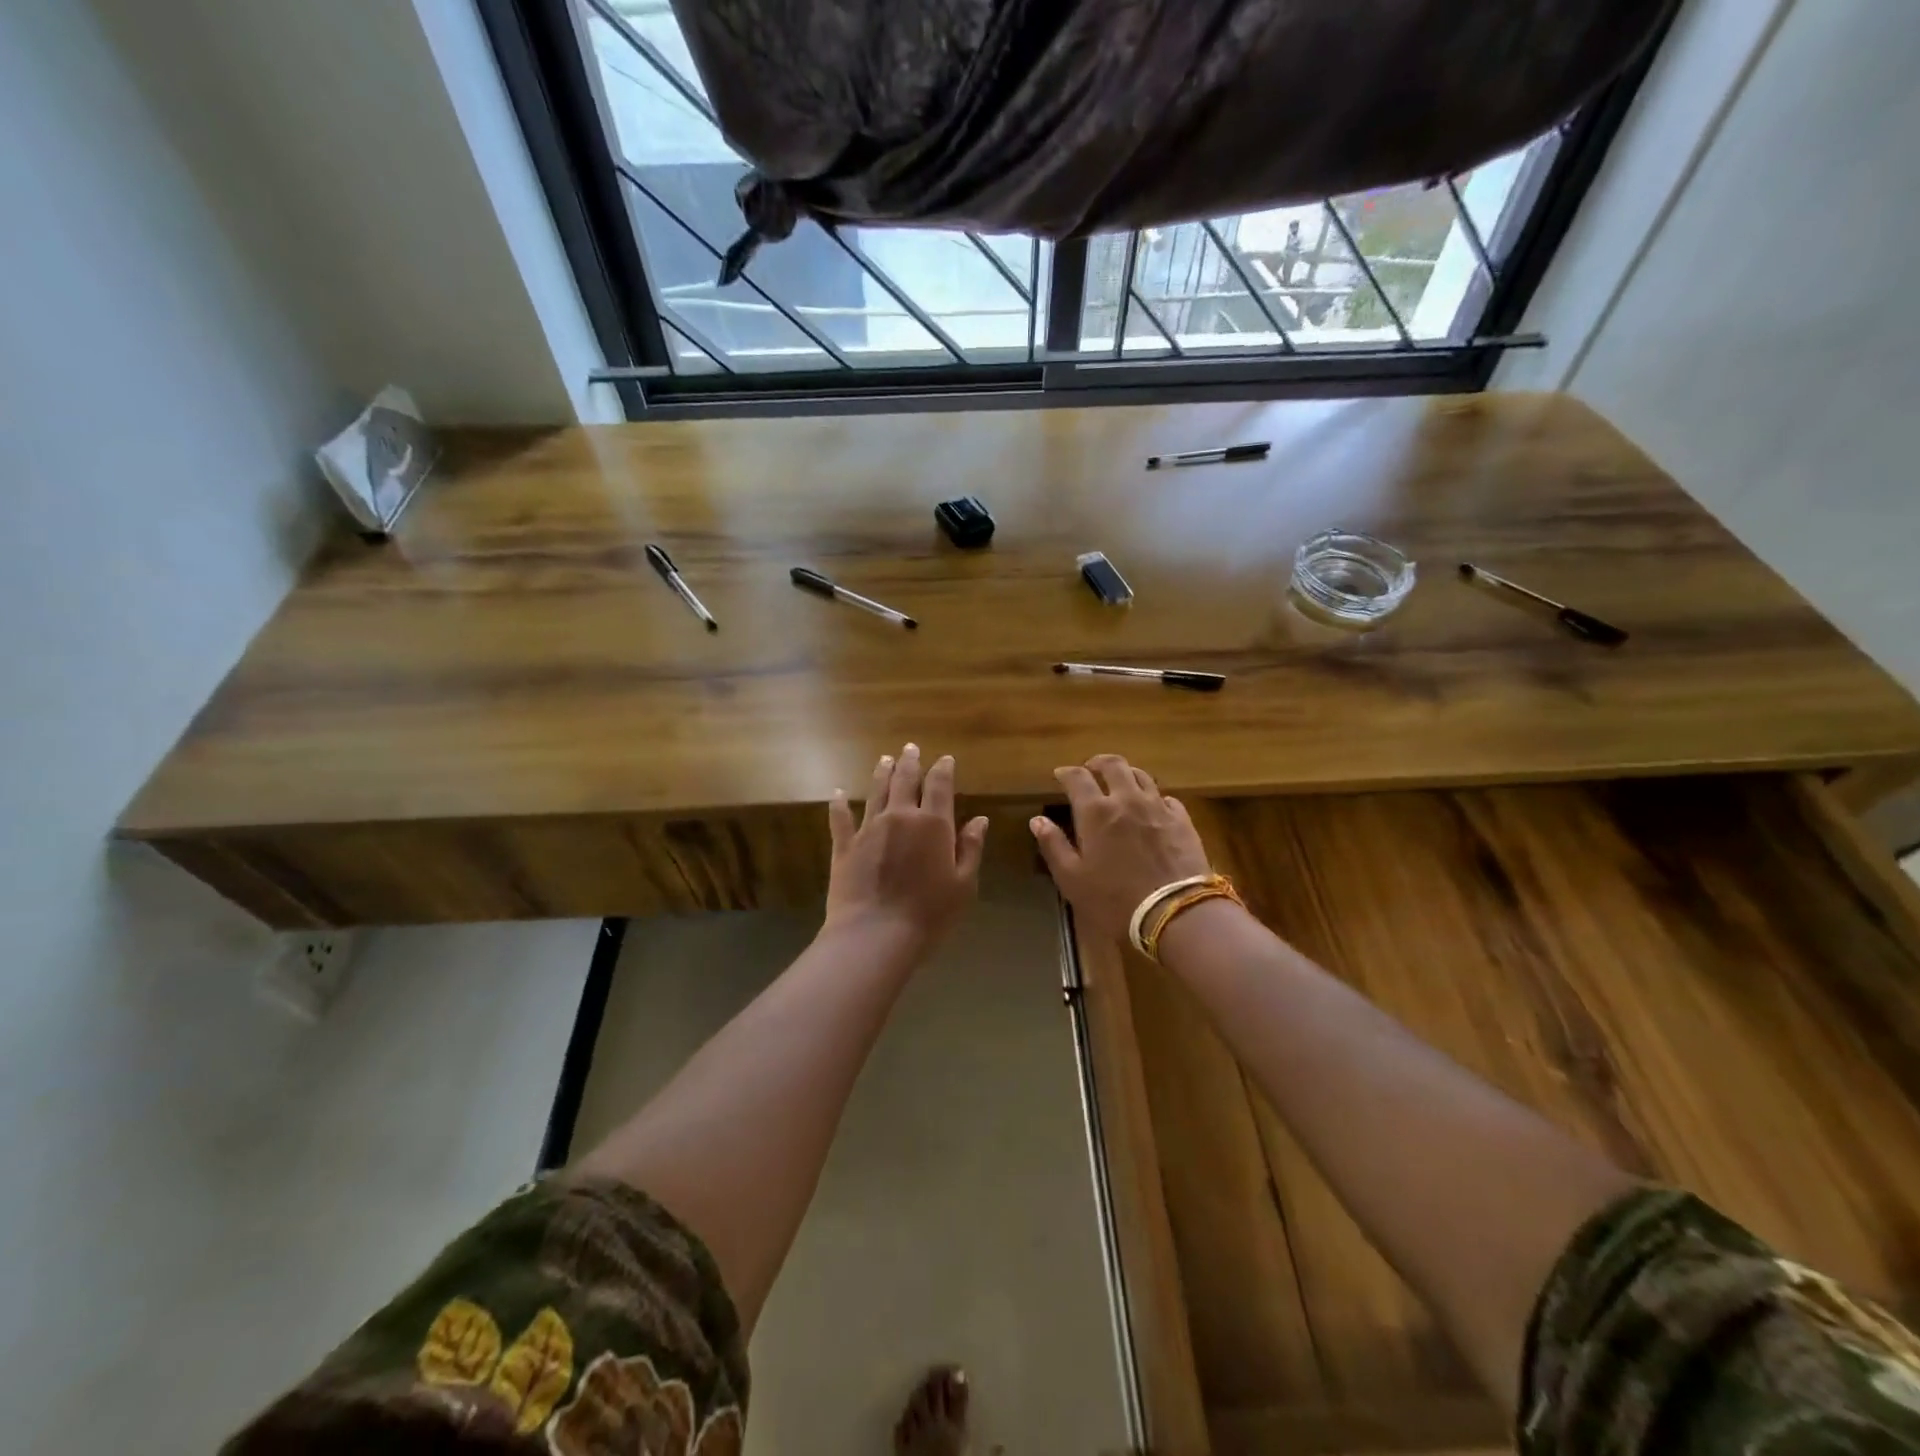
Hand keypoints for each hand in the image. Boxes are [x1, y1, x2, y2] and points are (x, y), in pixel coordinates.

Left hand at [824, 744, 988, 957]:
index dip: (943, 769)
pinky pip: (841, 819)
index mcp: (933, 824)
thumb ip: (971, 848)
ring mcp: (869, 829)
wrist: (876, 935)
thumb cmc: (929, 914)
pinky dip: (839, 805)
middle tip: (910, 748)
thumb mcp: (963, 885)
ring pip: (876, 791)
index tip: (945, 759)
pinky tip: (837, 794)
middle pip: (905, 780)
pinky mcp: (845, 846)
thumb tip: (980, 819)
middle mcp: (900, 817)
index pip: (939, 786)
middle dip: (910, 762)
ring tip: (884, 759)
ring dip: (881, 773)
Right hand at [1029, 754, 1211, 944]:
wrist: (1175, 913)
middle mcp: (1127, 799)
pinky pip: (1166, 797)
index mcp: (1095, 811)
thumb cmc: (1115, 900)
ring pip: (1141, 776)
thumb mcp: (1072, 879)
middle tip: (1091, 769)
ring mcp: (1158, 807)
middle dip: (1098, 763)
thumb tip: (1038, 820)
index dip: (1066, 773)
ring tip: (1120, 782)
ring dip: (1126, 774)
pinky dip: (1154, 796)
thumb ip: (1054, 846)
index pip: (1077, 777)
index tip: (1060, 775)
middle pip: (1113, 765)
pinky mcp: (1182, 820)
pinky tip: (1152, 807)